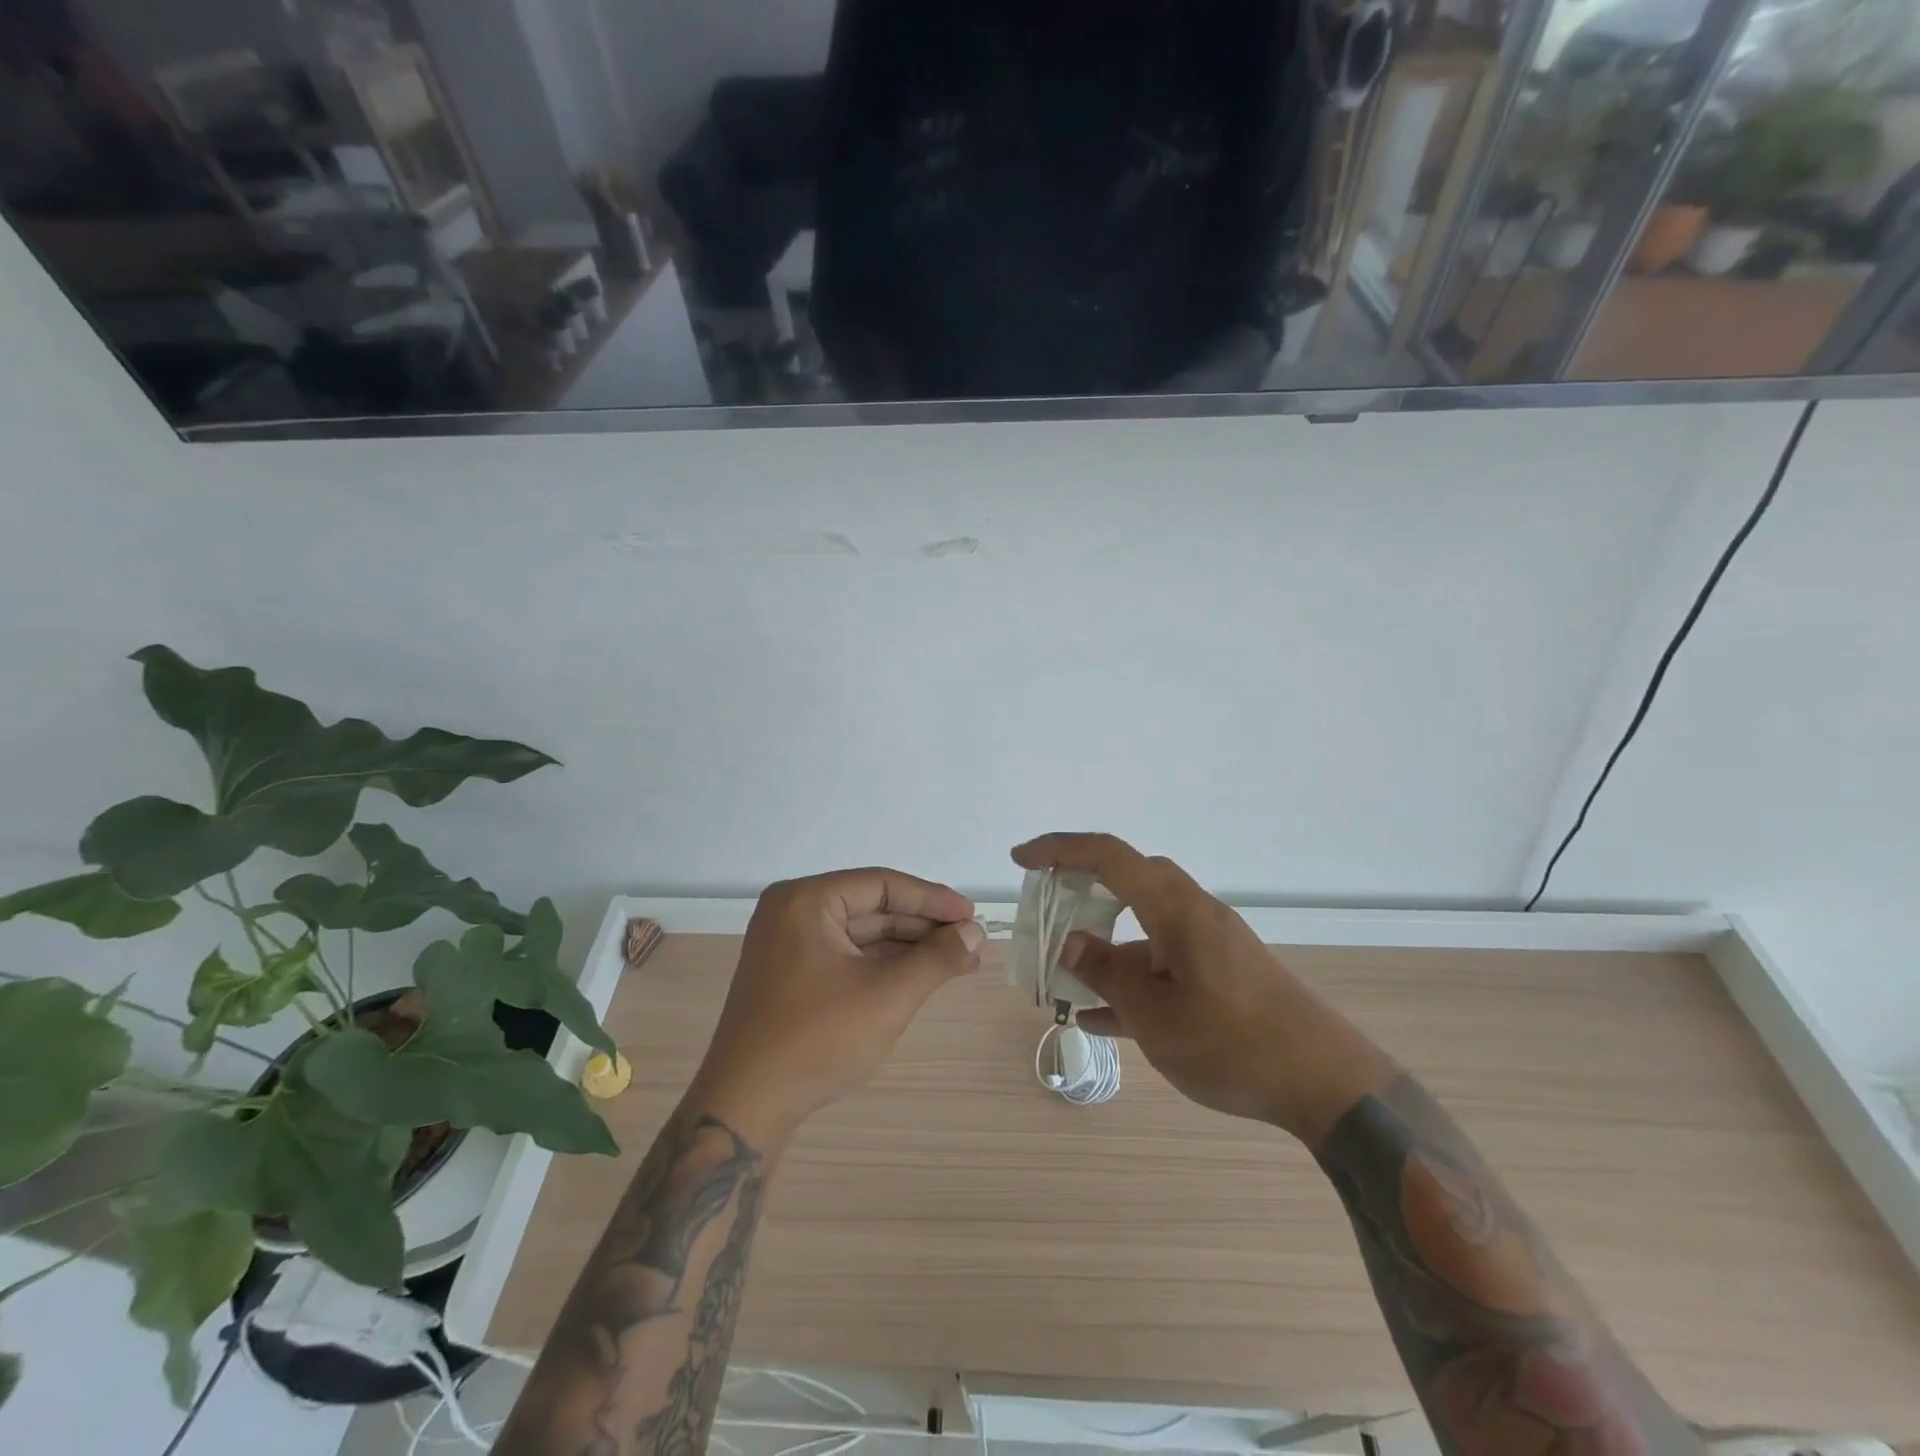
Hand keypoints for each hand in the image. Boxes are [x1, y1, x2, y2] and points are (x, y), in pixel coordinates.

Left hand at [687, 868, 984, 1144]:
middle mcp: (792, 912)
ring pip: (862, 934)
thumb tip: (975, 932)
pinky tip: (921, 976)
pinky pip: (847, 956)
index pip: (881, 885)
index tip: (972, 916)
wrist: (745, 1108)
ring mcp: (788, 945)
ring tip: (959, 961)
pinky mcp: (791, 975)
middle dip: (924, 927)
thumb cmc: (817, 1040)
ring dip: (909, 948)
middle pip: (872, 907)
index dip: (932, 900)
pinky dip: (884, 966)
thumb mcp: (887, 995)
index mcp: (805, 901)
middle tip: (971, 942)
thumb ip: (936, 958)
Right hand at [1012, 834, 1394, 1146]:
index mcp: (1174, 908)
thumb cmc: (1232, 1043)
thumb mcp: (1154, 1014)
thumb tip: (1069, 943)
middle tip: (1046, 911)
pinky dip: (1130, 977)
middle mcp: (1192, 912)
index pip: (1108, 855)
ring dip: (1104, 945)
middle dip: (1081, 890)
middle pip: (1127, 880)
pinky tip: (1100, 1017)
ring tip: (1064, 981)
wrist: (1327, 1084)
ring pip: (1142, 926)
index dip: (1059, 849)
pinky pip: (1163, 961)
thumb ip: (1105, 972)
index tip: (1021, 860)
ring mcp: (1210, 942)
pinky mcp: (1221, 973)